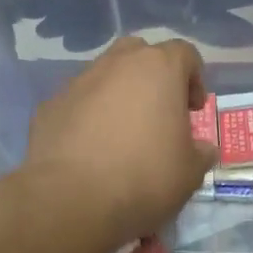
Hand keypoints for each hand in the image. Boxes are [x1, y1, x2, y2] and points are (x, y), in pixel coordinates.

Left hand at [23, 37, 218, 243]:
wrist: (72, 199)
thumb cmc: (144, 178)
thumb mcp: (190, 173)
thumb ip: (200, 152)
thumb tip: (202, 148)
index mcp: (158, 69)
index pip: (184, 53)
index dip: (194, 79)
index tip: (194, 110)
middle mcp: (117, 64)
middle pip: (140, 53)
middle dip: (153, 76)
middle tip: (159, 111)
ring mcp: (79, 82)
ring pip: (105, 75)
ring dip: (118, 95)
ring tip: (123, 133)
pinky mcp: (50, 105)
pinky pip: (78, 102)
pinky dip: (88, 116)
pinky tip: (91, 149)